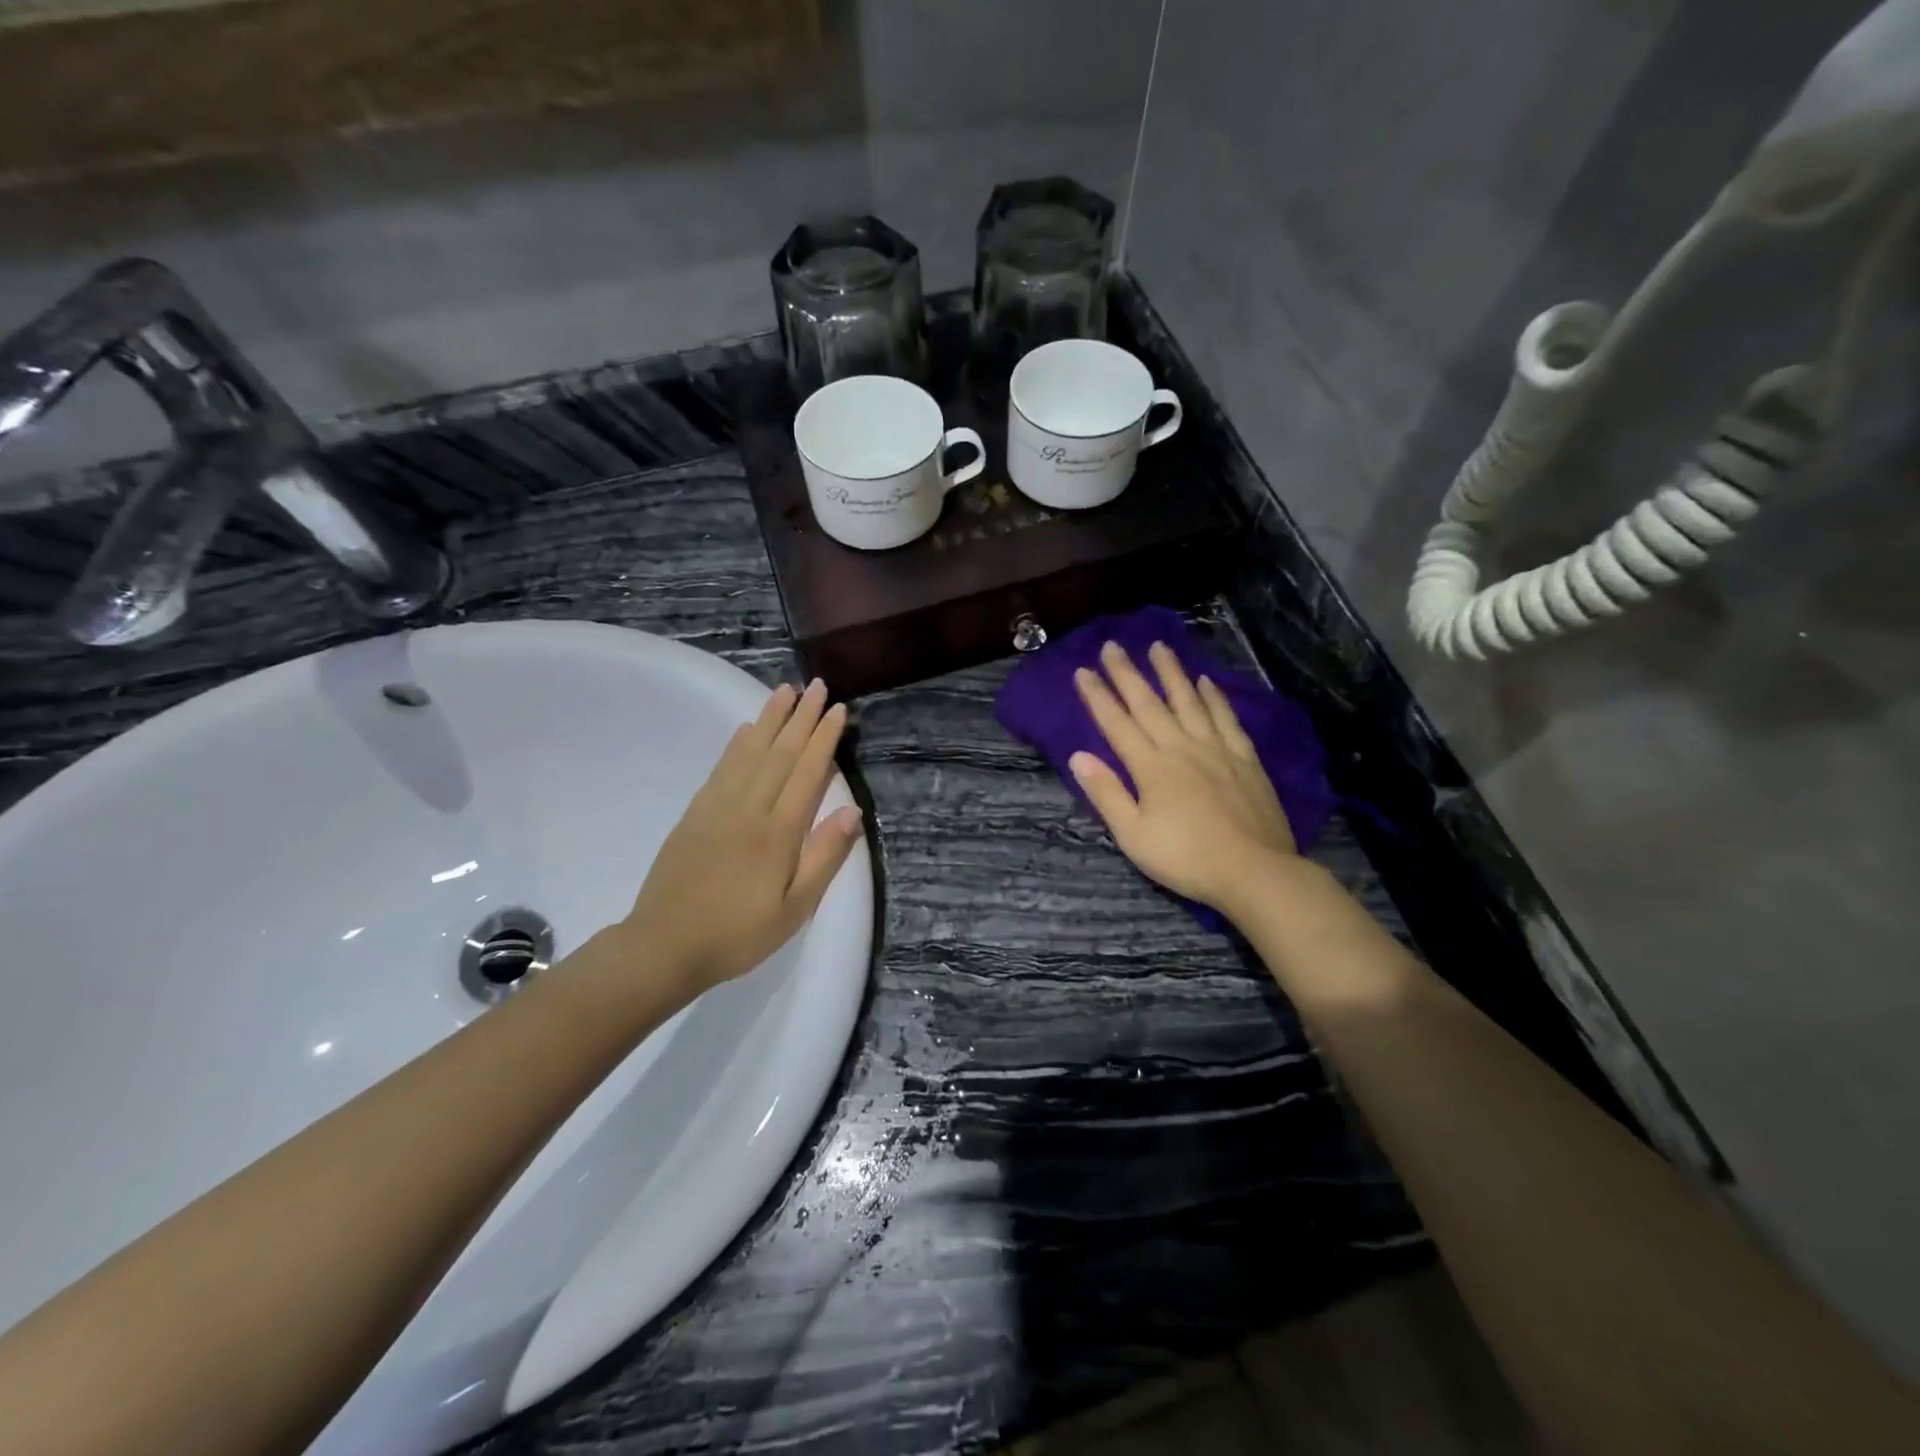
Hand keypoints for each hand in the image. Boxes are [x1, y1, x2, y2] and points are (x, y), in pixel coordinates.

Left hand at [594, 679, 863, 1000]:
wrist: (663, 946)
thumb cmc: (738, 934)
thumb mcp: (793, 909)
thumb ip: (823, 858)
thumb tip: (852, 813)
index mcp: (777, 832)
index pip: (807, 773)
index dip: (824, 739)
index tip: (837, 709)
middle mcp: (748, 808)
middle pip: (780, 753)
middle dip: (801, 717)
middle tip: (817, 685)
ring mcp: (717, 807)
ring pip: (750, 752)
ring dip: (770, 719)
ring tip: (785, 691)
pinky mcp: (695, 813)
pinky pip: (722, 768)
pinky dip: (737, 744)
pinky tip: (746, 730)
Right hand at [1070, 641, 1297, 915]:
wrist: (1255, 872)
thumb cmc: (1186, 858)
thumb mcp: (1133, 835)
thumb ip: (1107, 793)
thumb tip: (1078, 756)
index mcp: (1150, 767)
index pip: (1116, 723)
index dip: (1097, 696)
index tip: (1082, 671)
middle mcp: (1181, 747)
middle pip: (1149, 703)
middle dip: (1127, 673)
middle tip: (1113, 645)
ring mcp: (1216, 750)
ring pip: (1189, 701)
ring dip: (1171, 673)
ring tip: (1158, 647)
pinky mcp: (1244, 759)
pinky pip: (1226, 718)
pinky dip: (1214, 698)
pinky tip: (1206, 682)